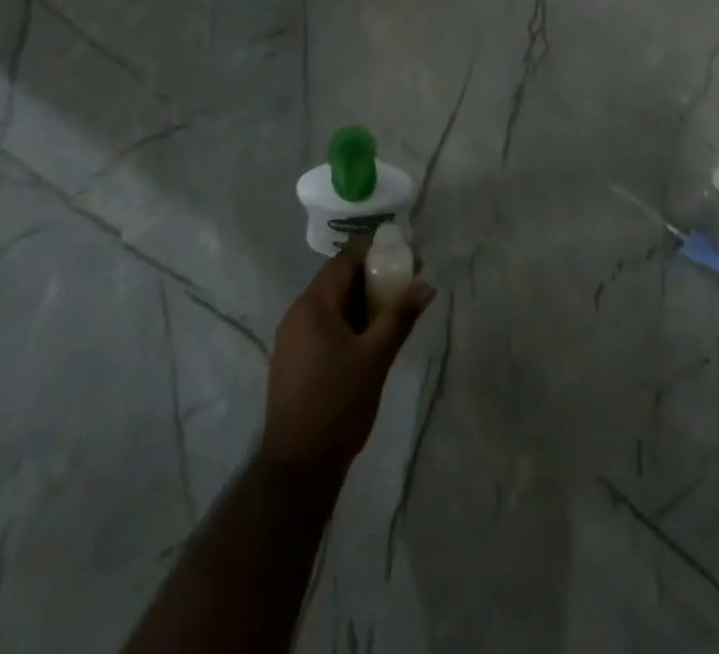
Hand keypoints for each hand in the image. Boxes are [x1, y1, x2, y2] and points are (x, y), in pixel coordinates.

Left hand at [262, 242, 434, 477]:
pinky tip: (370, 335)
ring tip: (394, 307)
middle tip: (405, 282)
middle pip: (337, 279)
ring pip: (331, 303)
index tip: (403, 255)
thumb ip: (400, 317)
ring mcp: (292, 337)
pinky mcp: (293, 358)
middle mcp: (297, 313)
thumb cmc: (338, 404)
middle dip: (372, 276)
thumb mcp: (376, 358)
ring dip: (361, 300)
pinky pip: (324, 324)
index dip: (374, 252)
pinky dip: (348, 320)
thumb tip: (426, 286)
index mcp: (313, 305)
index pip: (344, 260)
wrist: (298, 466)